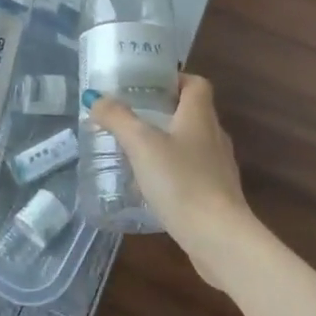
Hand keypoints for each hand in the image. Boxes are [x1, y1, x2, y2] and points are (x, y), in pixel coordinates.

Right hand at [83, 74, 268, 288]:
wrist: (218, 237)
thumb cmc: (181, 181)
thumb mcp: (141, 144)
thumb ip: (118, 118)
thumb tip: (96, 97)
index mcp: (200, 116)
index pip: (196, 83)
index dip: (175, 79)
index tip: (147, 85)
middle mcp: (214, 136)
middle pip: (192, 113)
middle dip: (163, 112)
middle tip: (131, 117)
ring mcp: (218, 167)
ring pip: (192, 144)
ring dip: (167, 143)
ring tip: (136, 151)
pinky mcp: (217, 195)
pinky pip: (193, 172)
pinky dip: (173, 171)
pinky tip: (152, 185)